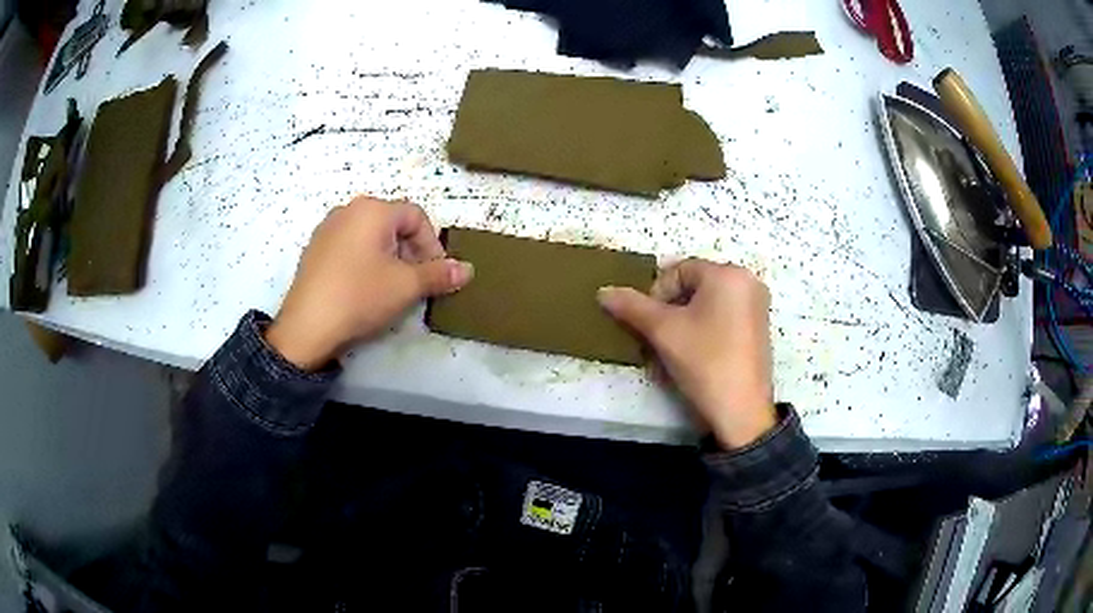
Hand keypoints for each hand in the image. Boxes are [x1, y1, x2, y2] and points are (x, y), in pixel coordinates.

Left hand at [266, 196, 473, 370]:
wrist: (306, 327)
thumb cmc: (360, 296)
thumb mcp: (406, 287)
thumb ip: (439, 274)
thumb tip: (467, 270)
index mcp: (373, 210)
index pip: (416, 216)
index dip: (432, 244)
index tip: (435, 274)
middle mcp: (348, 210)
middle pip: (393, 223)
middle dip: (411, 251)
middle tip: (415, 281)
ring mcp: (327, 228)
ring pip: (371, 235)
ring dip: (389, 256)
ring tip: (390, 287)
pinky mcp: (314, 249)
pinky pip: (350, 246)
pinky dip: (365, 260)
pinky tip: (362, 288)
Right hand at [598, 259, 775, 448]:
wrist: (741, 412)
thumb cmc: (705, 362)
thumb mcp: (663, 332)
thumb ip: (632, 307)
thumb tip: (604, 291)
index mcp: (728, 274)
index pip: (678, 270)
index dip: (655, 295)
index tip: (648, 325)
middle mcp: (747, 282)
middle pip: (692, 288)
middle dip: (667, 313)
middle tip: (655, 340)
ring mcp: (756, 307)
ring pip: (705, 307)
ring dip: (681, 326)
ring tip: (669, 354)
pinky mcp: (758, 330)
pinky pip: (721, 320)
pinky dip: (701, 333)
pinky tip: (690, 359)